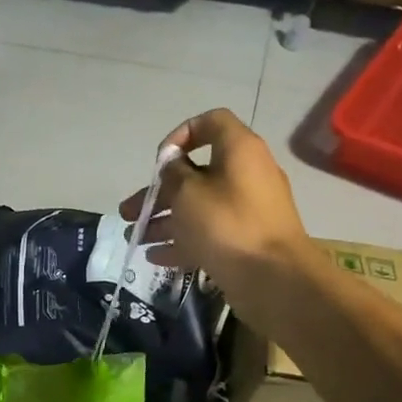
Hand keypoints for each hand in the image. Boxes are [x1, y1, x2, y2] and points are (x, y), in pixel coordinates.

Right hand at [120, 109, 307, 290]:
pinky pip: (208, 233)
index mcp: (239, 151)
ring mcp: (246, 210)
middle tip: (128, 211)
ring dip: (163, 221)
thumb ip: (173, 173)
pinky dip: (182, 241)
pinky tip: (155, 257)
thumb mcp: (188, 193)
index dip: (181, 134)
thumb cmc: (226, 224)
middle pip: (195, 174)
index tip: (160, 161)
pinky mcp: (244, 240)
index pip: (211, 122)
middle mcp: (245, 175)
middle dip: (158, 193)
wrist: (274, 279)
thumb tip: (172, 165)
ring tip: (134, 238)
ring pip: (197, 207)